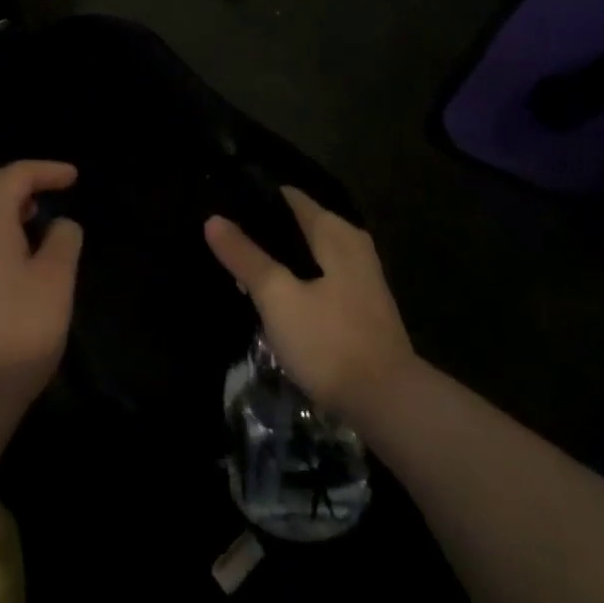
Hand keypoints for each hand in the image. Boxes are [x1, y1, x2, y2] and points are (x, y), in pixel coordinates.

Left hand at [0, 161, 83, 405]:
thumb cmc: (15, 333)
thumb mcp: (56, 282)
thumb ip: (63, 240)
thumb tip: (58, 225)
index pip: (16, 175)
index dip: (47, 170)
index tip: (73, 177)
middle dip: (18, 182)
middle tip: (47, 192)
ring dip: (0, 210)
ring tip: (29, 225)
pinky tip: (3, 266)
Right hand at [205, 187, 414, 419]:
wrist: (390, 405)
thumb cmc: (330, 341)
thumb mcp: (278, 297)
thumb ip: (246, 257)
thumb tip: (213, 219)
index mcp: (334, 230)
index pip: (287, 196)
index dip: (253, 201)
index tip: (222, 209)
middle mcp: (352, 242)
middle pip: (297, 226)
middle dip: (263, 237)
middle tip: (226, 249)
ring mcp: (361, 276)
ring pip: (308, 256)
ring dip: (279, 264)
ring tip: (242, 279)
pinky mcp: (363, 307)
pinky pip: (321, 281)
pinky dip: (297, 284)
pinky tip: (275, 305)